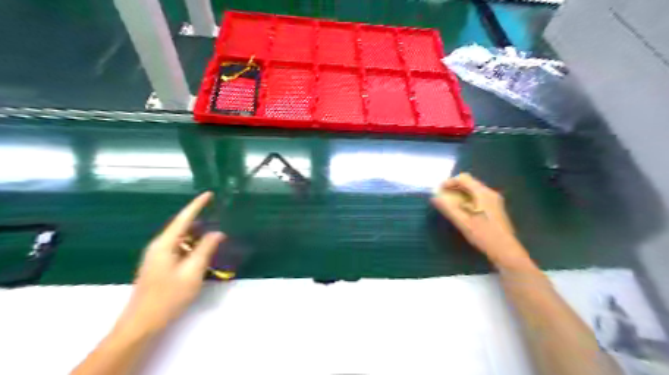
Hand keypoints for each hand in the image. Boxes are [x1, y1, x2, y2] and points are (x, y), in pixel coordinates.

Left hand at [117, 194, 224, 333]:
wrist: (141, 324)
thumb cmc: (168, 297)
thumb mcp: (192, 272)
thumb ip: (206, 249)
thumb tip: (218, 233)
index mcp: (165, 244)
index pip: (184, 218)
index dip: (197, 205)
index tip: (209, 194)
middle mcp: (159, 246)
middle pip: (182, 227)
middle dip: (200, 220)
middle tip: (219, 217)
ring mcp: (157, 257)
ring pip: (181, 239)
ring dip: (197, 235)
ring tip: (215, 234)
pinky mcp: (160, 266)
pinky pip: (179, 249)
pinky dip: (192, 246)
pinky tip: (203, 252)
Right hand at [434, 173, 533, 268]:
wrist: (506, 251)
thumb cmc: (484, 235)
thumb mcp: (463, 222)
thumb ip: (448, 208)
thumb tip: (434, 197)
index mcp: (483, 193)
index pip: (463, 178)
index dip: (449, 182)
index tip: (438, 191)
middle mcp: (490, 193)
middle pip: (469, 183)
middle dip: (454, 188)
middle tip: (442, 197)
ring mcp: (494, 200)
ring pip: (473, 190)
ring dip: (460, 194)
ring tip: (449, 204)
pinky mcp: (495, 208)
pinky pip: (478, 197)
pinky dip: (467, 199)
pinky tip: (462, 211)